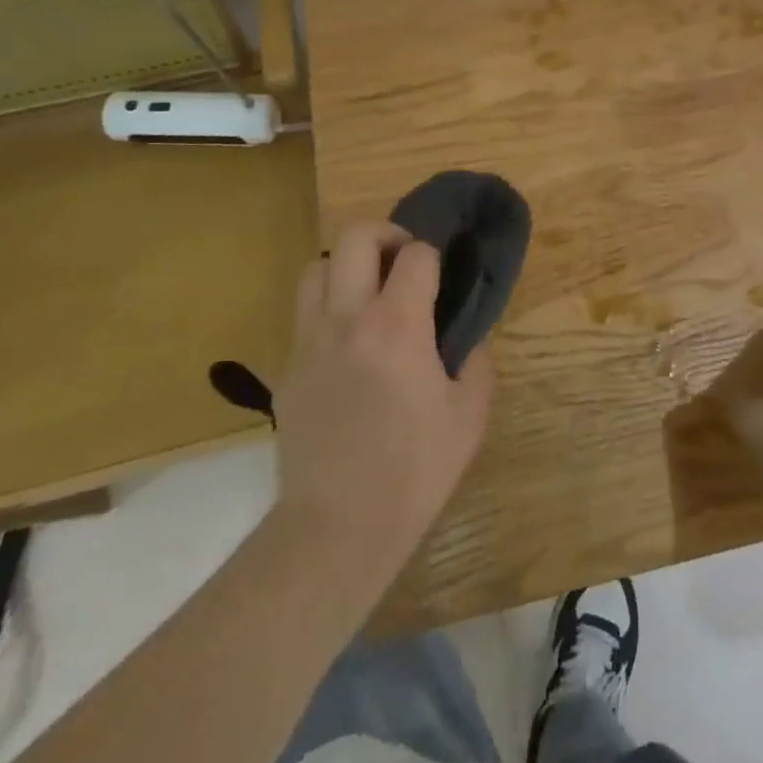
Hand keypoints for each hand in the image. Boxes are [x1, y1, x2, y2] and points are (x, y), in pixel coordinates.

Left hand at [272, 222, 494, 580]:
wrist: (338, 527)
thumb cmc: (414, 471)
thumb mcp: (470, 415)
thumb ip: (476, 359)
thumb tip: (466, 333)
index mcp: (397, 326)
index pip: (415, 254)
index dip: (434, 255)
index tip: (442, 275)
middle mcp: (347, 318)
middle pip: (355, 236)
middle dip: (385, 235)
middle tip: (403, 262)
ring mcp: (309, 340)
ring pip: (316, 266)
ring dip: (347, 266)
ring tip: (369, 294)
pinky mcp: (286, 368)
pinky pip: (304, 313)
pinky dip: (327, 307)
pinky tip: (347, 343)